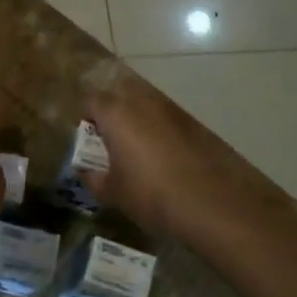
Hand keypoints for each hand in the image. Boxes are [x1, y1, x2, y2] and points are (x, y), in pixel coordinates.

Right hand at [86, 72, 296, 290]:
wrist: (211, 203)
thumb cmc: (150, 194)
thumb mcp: (113, 192)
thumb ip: (93, 178)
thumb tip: (85, 172)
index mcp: (116, 113)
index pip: (91, 101)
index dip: (86, 118)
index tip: (87, 140)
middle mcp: (143, 101)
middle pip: (119, 93)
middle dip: (112, 110)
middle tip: (110, 140)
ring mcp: (172, 109)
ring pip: (146, 103)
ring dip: (137, 119)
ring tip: (137, 150)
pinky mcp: (194, 122)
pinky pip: (167, 118)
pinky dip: (160, 130)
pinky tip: (163, 158)